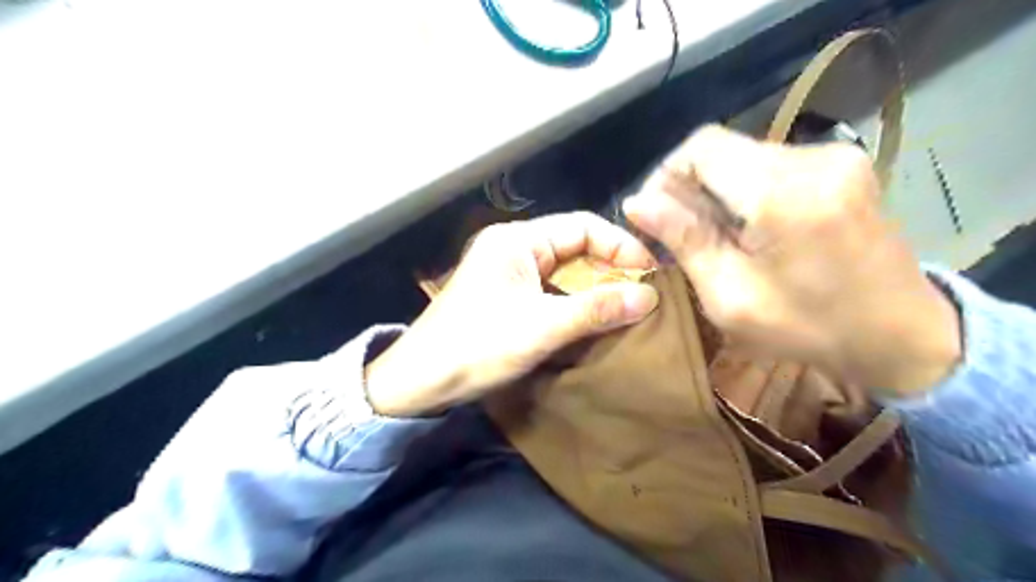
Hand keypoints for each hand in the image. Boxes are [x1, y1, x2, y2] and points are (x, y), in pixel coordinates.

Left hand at [365, 212, 654, 416]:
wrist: (420, 381)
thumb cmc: (478, 346)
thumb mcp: (542, 327)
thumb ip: (596, 309)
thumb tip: (650, 296)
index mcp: (517, 240)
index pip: (582, 227)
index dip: (619, 246)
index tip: (649, 273)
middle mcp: (513, 248)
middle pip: (574, 247)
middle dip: (609, 268)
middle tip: (643, 294)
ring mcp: (508, 272)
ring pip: (564, 271)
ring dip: (594, 287)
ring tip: (627, 307)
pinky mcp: (506, 295)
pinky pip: (550, 290)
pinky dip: (574, 301)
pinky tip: (595, 318)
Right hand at [619, 122, 958, 394]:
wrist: (901, 333)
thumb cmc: (809, 327)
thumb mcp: (731, 297)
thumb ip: (685, 240)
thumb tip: (637, 202)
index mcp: (782, 194)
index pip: (702, 147)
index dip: (667, 174)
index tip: (656, 215)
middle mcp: (812, 159)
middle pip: (722, 148)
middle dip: (690, 186)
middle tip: (681, 234)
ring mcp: (834, 156)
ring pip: (744, 155)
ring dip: (717, 190)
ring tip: (716, 236)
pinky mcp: (844, 164)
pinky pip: (771, 164)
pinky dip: (746, 190)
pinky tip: (749, 227)